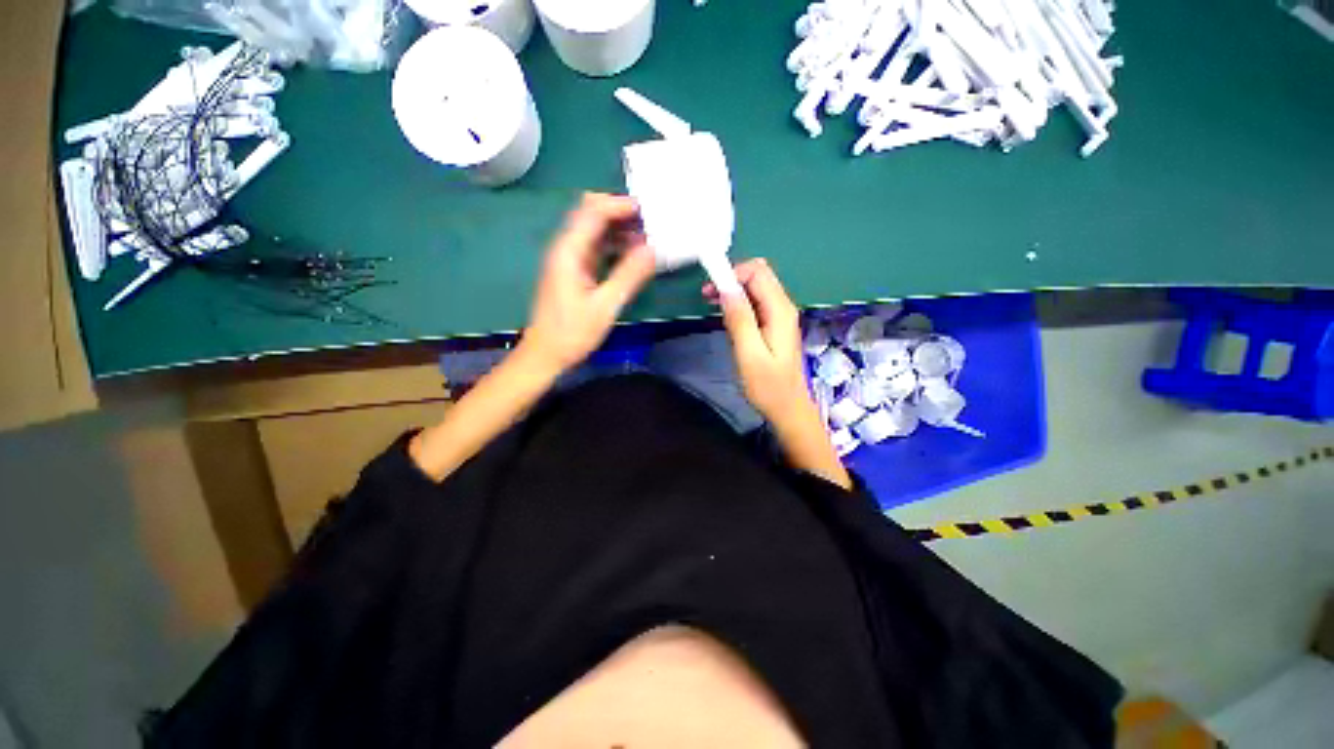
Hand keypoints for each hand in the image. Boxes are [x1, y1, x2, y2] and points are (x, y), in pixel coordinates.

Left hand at [520, 193, 656, 373]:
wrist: (546, 354)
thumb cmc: (572, 332)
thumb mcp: (605, 306)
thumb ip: (629, 275)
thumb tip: (653, 250)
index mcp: (569, 251)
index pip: (593, 211)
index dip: (620, 205)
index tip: (648, 211)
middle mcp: (566, 248)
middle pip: (591, 214)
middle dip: (620, 213)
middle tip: (650, 224)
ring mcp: (569, 259)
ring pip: (595, 230)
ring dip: (619, 229)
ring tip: (648, 239)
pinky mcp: (574, 271)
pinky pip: (596, 248)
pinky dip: (614, 246)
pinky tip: (632, 256)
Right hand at [705, 259, 811, 423]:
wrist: (787, 408)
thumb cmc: (768, 386)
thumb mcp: (749, 354)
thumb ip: (740, 319)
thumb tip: (727, 288)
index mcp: (780, 310)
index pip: (758, 272)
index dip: (732, 273)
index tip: (710, 289)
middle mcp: (783, 307)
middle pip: (758, 275)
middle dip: (731, 279)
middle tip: (707, 296)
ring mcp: (779, 315)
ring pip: (755, 288)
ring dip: (732, 290)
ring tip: (711, 304)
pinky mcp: (773, 325)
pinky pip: (755, 302)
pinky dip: (738, 302)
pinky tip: (725, 314)